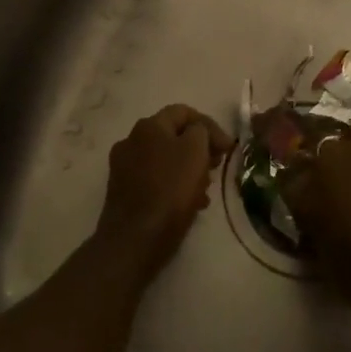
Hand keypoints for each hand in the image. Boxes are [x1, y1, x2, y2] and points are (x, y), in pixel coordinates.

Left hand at [96, 104, 232, 282]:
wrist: (134, 239)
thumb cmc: (170, 190)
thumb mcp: (195, 151)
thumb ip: (201, 131)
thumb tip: (198, 132)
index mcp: (148, 126)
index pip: (184, 112)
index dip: (210, 126)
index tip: (227, 148)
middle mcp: (131, 140)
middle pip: (173, 136)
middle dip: (199, 150)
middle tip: (216, 168)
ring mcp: (123, 167)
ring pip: (165, 160)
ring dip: (187, 170)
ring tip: (204, 192)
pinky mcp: (122, 191)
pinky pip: (154, 180)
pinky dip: (172, 186)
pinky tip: (187, 205)